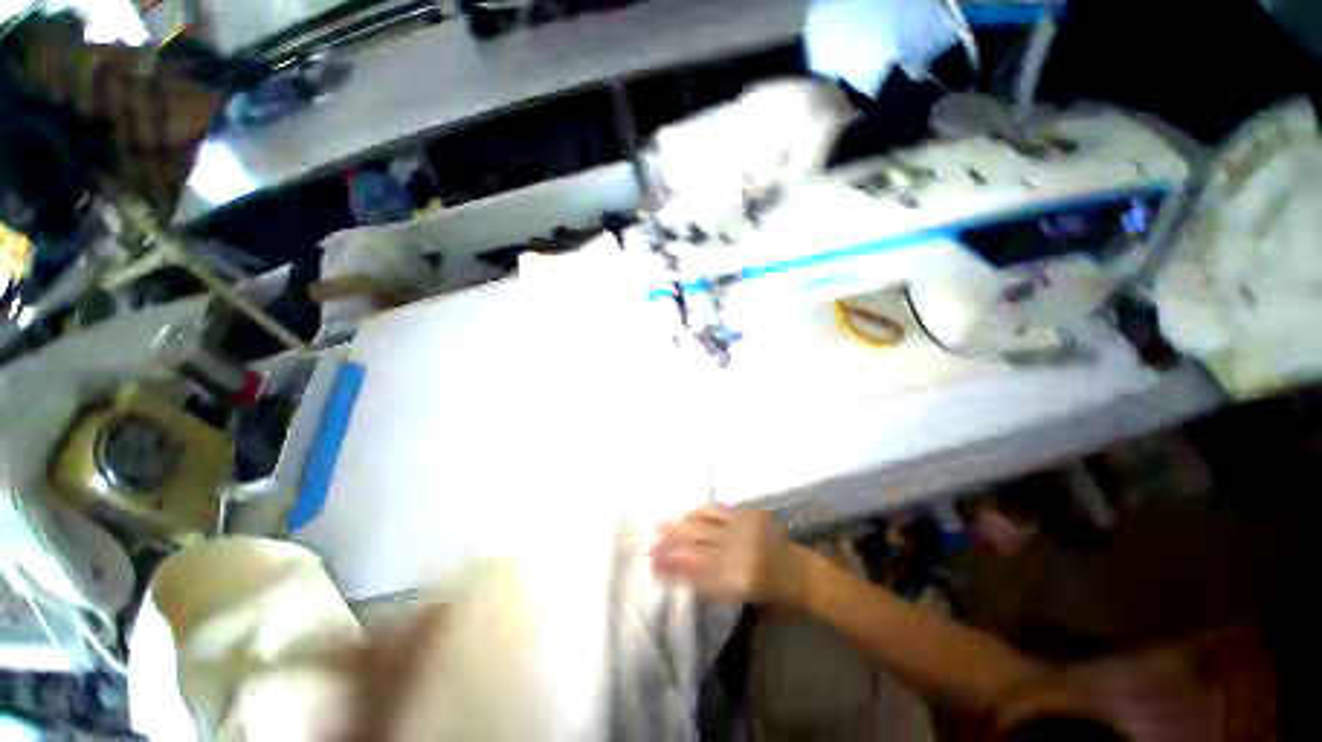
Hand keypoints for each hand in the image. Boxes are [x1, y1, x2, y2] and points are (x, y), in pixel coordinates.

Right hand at [650, 507, 811, 606]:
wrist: (799, 571)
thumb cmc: (768, 592)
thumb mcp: (735, 594)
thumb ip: (704, 582)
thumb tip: (674, 569)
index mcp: (732, 574)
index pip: (691, 568)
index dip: (668, 565)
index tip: (651, 564)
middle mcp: (733, 547)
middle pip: (692, 539)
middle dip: (668, 541)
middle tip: (650, 543)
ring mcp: (739, 526)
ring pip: (700, 521)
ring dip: (678, 522)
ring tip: (661, 526)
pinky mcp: (745, 513)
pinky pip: (715, 509)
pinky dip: (698, 512)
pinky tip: (687, 514)